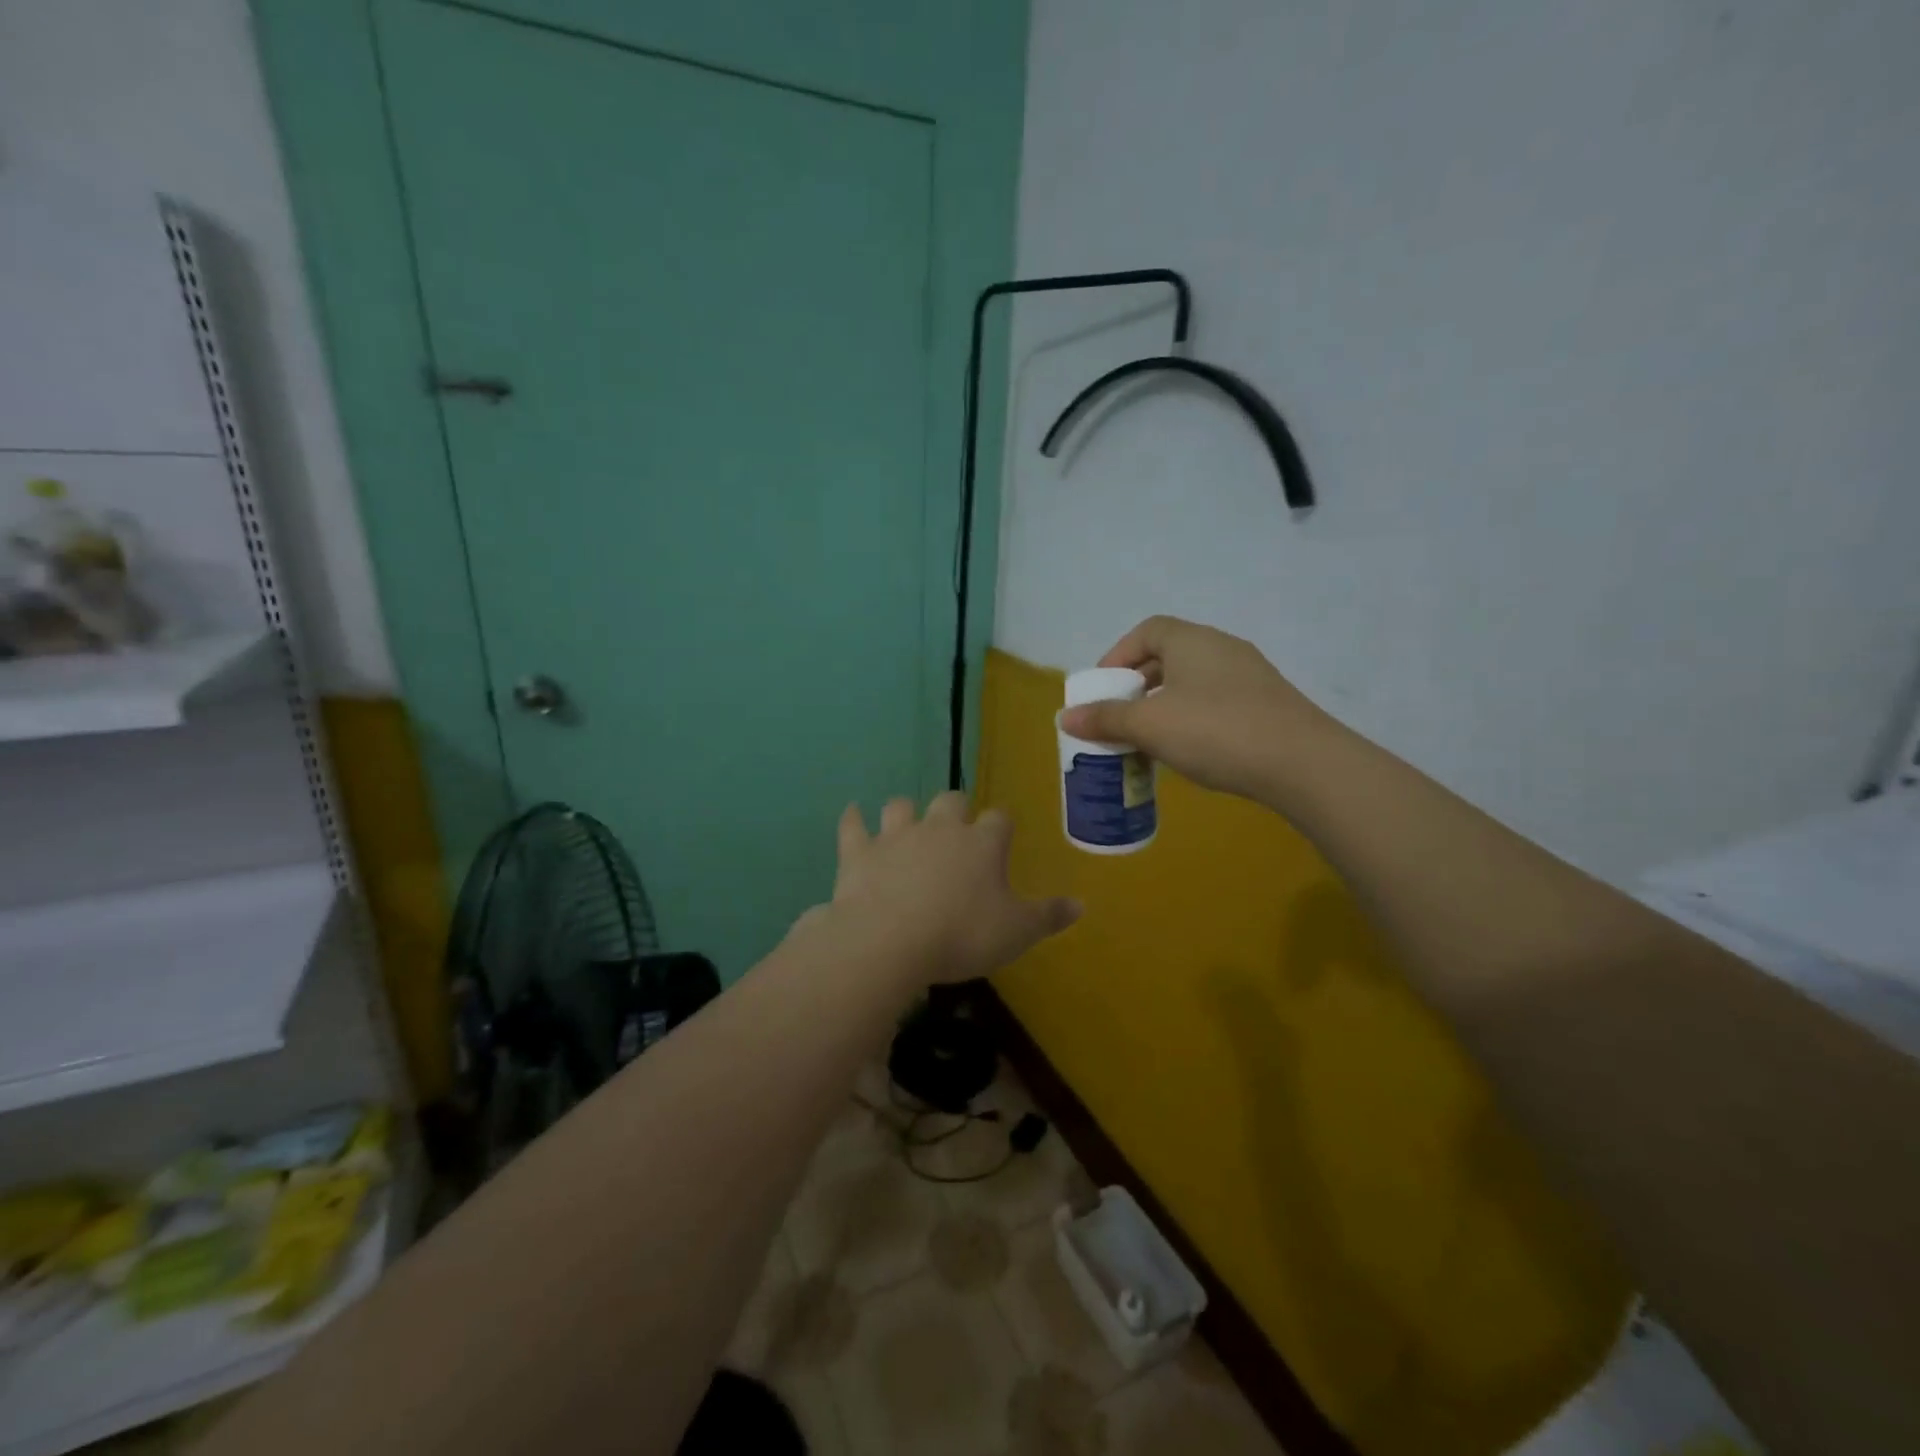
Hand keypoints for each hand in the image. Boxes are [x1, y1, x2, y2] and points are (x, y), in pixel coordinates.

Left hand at [823, 792, 1079, 984]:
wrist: (890, 941)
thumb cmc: (962, 935)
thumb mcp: (1016, 933)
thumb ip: (1048, 916)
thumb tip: (1082, 904)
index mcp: (981, 843)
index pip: (1000, 819)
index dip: (1002, 826)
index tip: (1002, 836)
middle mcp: (940, 828)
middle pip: (951, 800)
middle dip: (956, 809)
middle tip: (956, 830)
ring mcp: (896, 836)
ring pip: (901, 806)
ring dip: (905, 813)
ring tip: (907, 825)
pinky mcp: (859, 851)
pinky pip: (853, 825)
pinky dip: (853, 820)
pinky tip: (852, 815)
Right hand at [1058, 615, 1331, 801]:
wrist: (1303, 763)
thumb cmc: (1216, 731)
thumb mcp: (1151, 725)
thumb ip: (1106, 719)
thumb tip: (1065, 717)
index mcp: (1191, 640)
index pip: (1147, 631)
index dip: (1118, 655)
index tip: (1103, 689)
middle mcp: (1222, 648)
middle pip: (1168, 655)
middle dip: (1138, 684)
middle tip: (1120, 715)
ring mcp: (1249, 675)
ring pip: (1192, 681)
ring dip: (1164, 703)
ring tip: (1148, 737)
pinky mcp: (1267, 704)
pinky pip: (1216, 701)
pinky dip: (1192, 717)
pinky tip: (1188, 749)